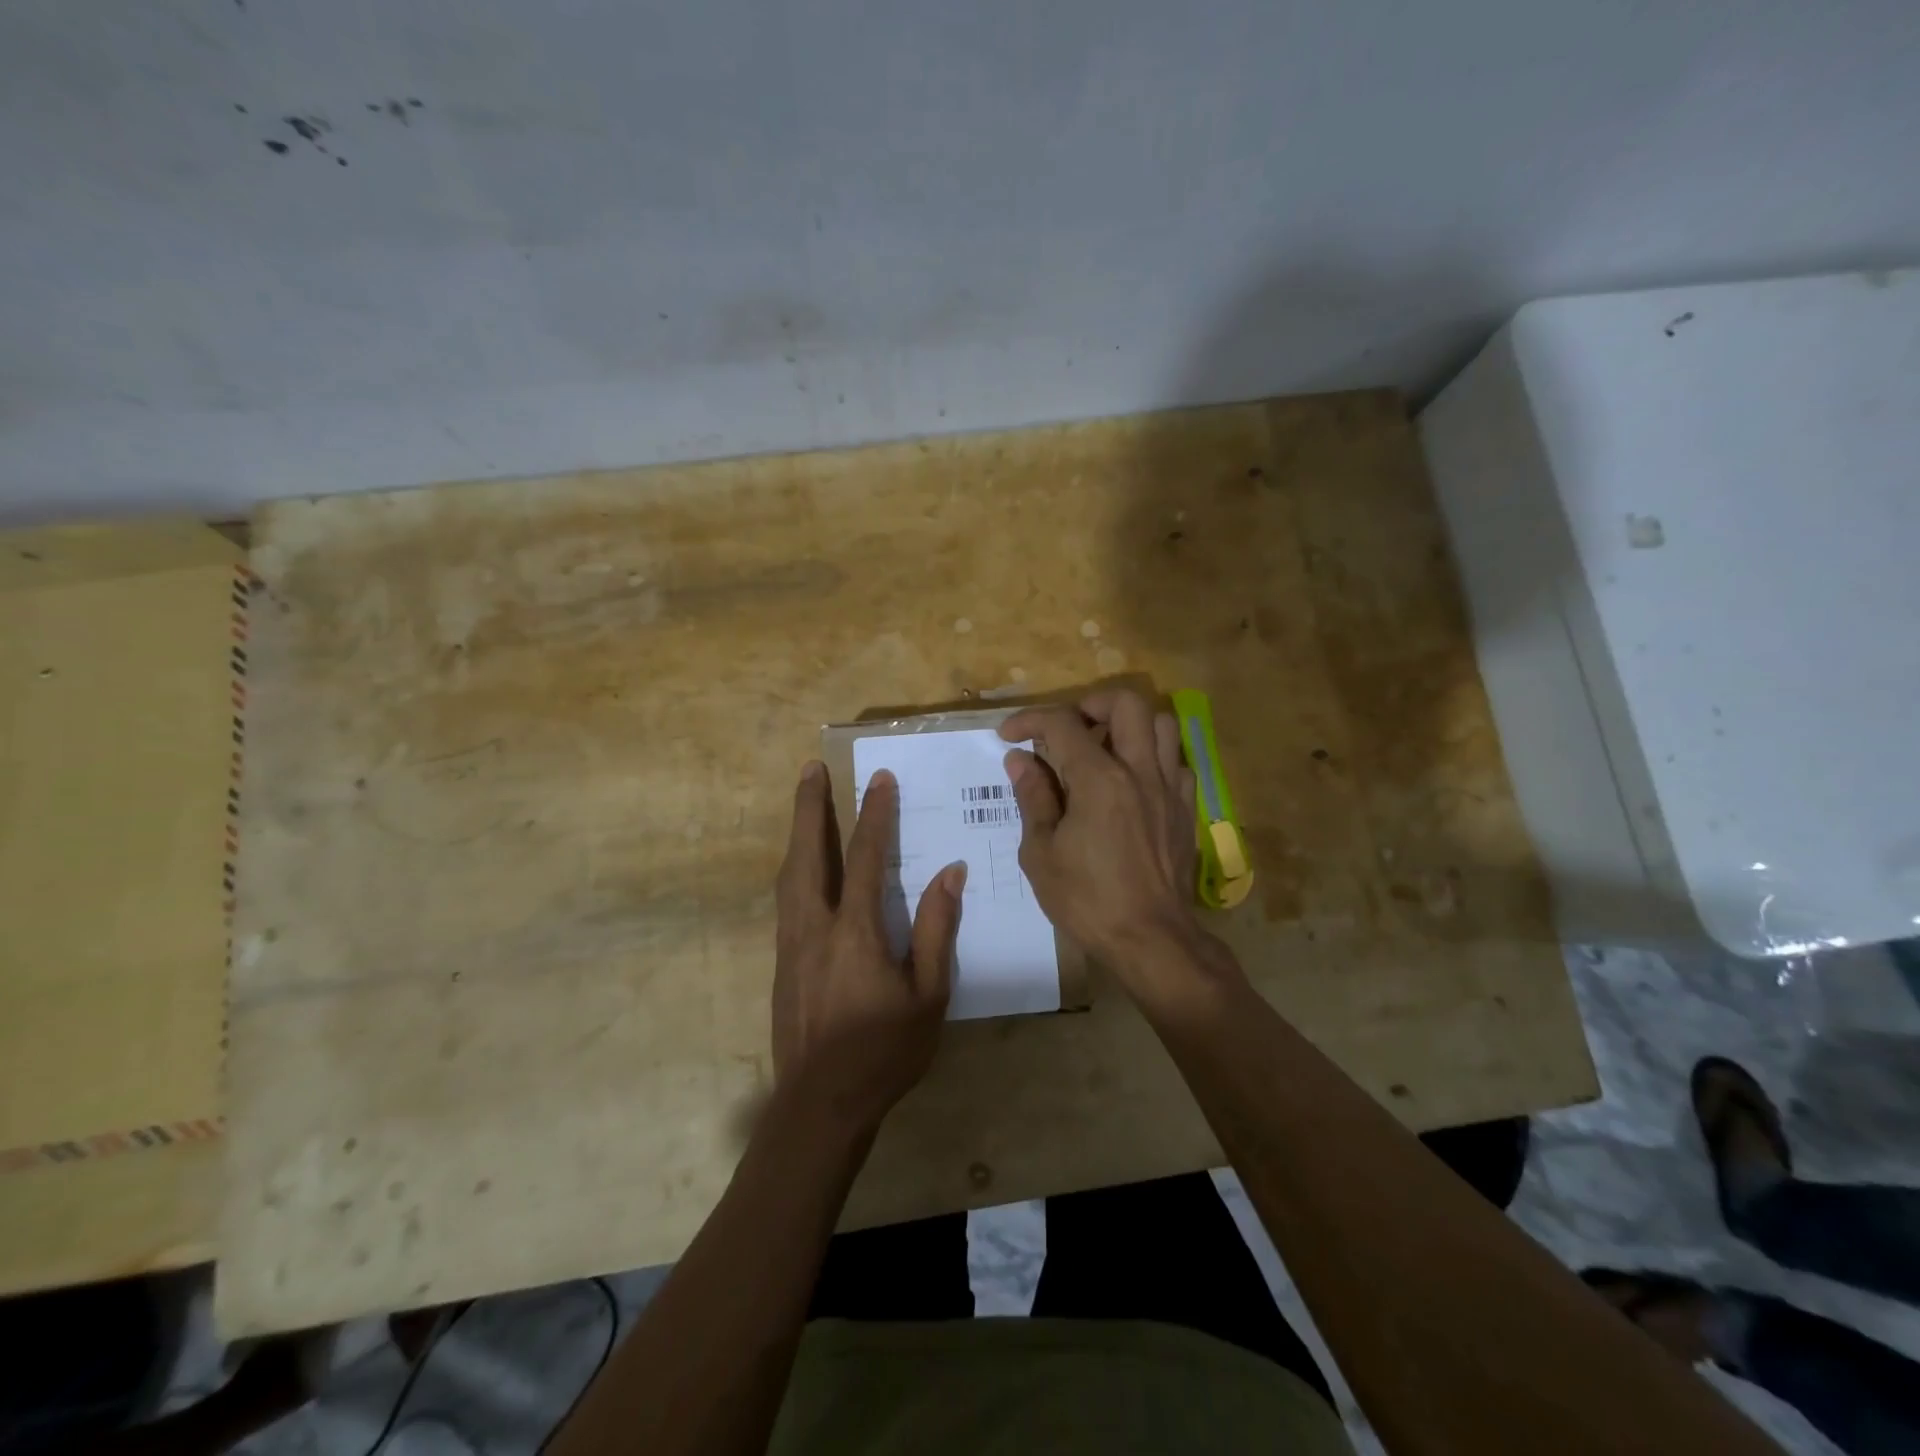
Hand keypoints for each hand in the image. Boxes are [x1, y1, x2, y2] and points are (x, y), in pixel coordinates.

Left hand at [771, 762, 963, 1136]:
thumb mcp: (928, 995)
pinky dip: (795, 869)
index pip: (864, 858)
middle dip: (809, 807)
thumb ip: (937, 930)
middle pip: (807, 853)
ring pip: (789, 875)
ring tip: (803, 803)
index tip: (880, 779)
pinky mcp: (782, 963)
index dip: (874, 815)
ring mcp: (791, 945)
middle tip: (810, 768)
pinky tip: (803, 868)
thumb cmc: (884, 1051)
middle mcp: (814, 927)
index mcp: (855, 932)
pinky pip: (786, 900)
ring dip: (798, 833)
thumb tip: (950, 873)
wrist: (821, 1105)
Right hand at [999, 690, 1206, 982]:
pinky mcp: (1186, 808)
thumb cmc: (1087, 900)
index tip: (1009, 735)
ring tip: (1104, 749)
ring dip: (1129, 725)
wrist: (1151, 939)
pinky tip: (1133, 782)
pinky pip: (1176, 761)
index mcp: (1099, 780)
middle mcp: (1140, 771)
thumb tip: (1020, 760)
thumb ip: (1033, 798)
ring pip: (1161, 724)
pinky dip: (1153, 757)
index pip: (1062, 724)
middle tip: (1068, 731)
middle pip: (1125, 703)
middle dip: (1090, 705)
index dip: (1029, 720)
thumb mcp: (1041, 853)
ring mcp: (1169, 788)